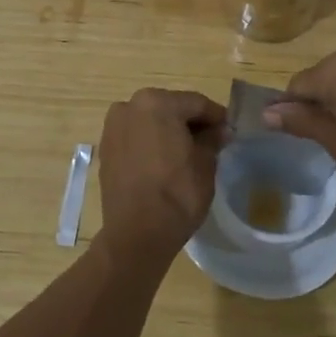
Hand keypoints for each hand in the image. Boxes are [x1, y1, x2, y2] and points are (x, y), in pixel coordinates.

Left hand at [96, 88, 226, 263]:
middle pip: (170, 108)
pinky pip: (135, 137)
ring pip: (150, 121)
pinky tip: (163, 161)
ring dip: (168, 131)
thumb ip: (212, 139)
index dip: (216, 117)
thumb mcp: (205, 164)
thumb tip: (220, 130)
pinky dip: (150, 142)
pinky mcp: (105, 148)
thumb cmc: (177, 194)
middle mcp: (130, 106)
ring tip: (187, 152)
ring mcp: (113, 126)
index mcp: (157, 103)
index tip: (229, 130)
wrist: (137, 233)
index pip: (196, 103)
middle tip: (210, 141)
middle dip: (190, 122)